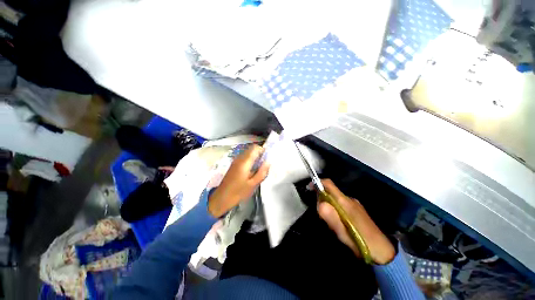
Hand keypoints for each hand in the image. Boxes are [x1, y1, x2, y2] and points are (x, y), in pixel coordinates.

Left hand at [208, 145, 269, 217]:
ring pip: (248, 153)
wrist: (222, 198)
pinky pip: (244, 158)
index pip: (255, 148)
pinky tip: (252, 171)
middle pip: (251, 149)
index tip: (267, 159)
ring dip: (255, 157)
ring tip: (259, 169)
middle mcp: (239, 158)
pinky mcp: (234, 164)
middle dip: (259, 154)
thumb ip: (262, 172)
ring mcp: (236, 161)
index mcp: (244, 162)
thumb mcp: (253, 184)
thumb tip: (268, 162)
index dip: (263, 150)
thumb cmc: (238, 192)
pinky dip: (250, 160)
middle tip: (264, 165)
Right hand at [317, 179, 395, 264]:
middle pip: (331, 191)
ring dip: (328, 205)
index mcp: (345, 202)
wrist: (383, 252)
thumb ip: (330, 216)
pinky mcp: (357, 210)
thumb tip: (319, 202)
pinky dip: (335, 209)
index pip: (329, 184)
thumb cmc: (360, 241)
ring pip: (335, 199)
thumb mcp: (342, 231)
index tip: (309, 187)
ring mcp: (355, 204)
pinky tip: (338, 222)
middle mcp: (350, 199)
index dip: (318, 183)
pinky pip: (341, 204)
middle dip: (322, 198)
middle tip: (320, 214)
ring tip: (329, 222)